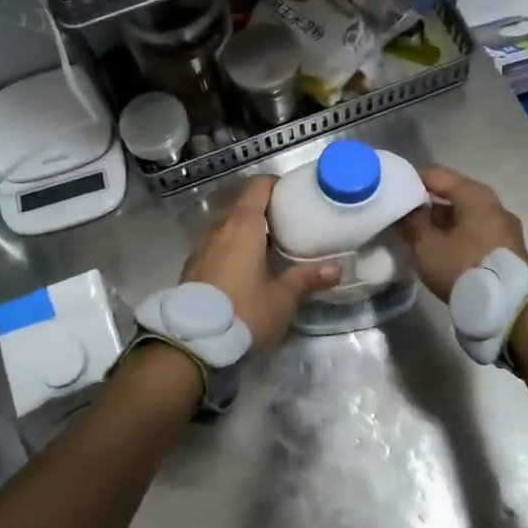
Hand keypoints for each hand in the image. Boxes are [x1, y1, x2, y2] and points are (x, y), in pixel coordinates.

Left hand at [181, 176, 338, 350]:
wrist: (191, 342)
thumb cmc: (243, 311)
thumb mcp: (281, 299)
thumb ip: (306, 279)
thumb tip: (337, 269)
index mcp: (243, 226)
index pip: (258, 187)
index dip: (275, 185)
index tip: (292, 195)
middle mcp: (219, 229)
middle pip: (242, 207)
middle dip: (263, 212)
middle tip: (287, 225)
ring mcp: (200, 247)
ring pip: (226, 228)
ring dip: (245, 233)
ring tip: (267, 249)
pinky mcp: (190, 268)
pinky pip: (215, 247)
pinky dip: (230, 249)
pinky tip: (243, 270)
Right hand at [395, 165, 527, 300]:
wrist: (508, 309)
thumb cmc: (464, 268)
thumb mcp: (428, 246)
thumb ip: (412, 222)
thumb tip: (405, 210)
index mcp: (475, 195)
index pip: (436, 174)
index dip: (411, 179)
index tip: (391, 190)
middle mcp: (494, 204)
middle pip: (453, 194)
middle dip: (426, 203)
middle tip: (402, 215)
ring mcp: (504, 227)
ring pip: (465, 215)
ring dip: (442, 222)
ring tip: (418, 235)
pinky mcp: (508, 248)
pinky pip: (476, 231)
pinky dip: (456, 235)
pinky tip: (440, 250)